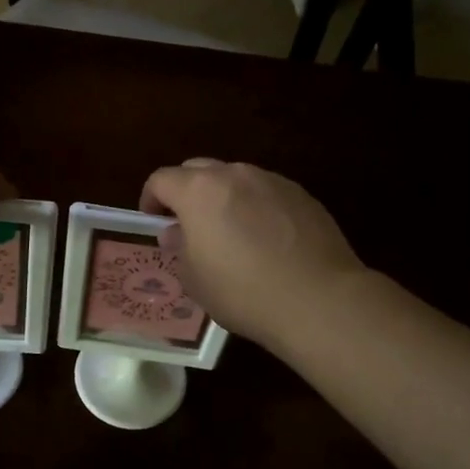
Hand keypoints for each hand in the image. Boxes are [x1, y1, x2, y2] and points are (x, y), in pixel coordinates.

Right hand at [140, 160, 366, 350]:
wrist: (318, 299)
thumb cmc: (243, 292)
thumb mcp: (195, 279)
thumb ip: (180, 248)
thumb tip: (177, 232)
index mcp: (199, 191)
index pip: (162, 179)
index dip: (151, 198)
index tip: (152, 219)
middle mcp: (235, 175)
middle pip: (199, 170)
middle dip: (186, 191)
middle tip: (187, 223)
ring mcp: (273, 181)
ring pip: (237, 179)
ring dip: (224, 197)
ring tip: (230, 231)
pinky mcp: (303, 196)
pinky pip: (267, 193)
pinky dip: (257, 207)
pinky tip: (266, 240)